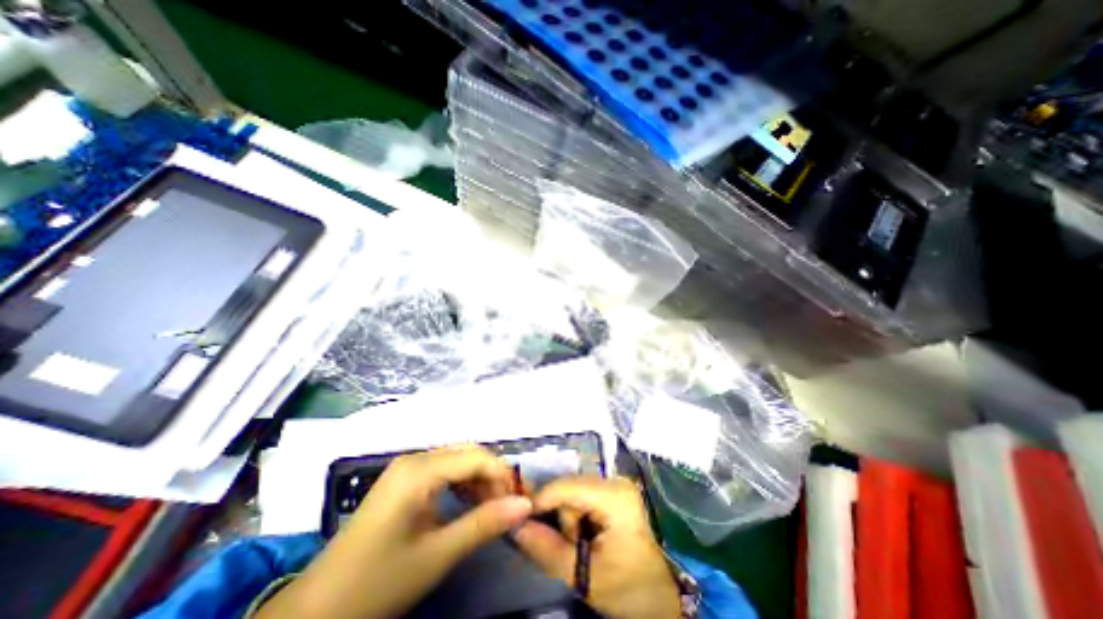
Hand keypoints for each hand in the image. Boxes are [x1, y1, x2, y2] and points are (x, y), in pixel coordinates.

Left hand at [259, 446, 533, 618]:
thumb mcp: (437, 555)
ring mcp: (406, 468)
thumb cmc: (378, 581)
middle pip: (467, 454)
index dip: (502, 474)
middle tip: (509, 503)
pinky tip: (470, 503)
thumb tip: (526, 504)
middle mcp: (414, 459)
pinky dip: (462, 484)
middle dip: (492, 475)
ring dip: (479, 480)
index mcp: (419, 470)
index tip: (521, 499)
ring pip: (456, 461)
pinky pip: (443, 471)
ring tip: (493, 506)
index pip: (475, 457)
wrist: (318, 611)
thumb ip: (484, 524)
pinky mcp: (403, 481)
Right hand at [510, 476, 681, 616]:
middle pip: (570, 488)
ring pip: (576, 492)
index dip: (539, 501)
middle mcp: (615, 480)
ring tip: (586, 546)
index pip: (564, 487)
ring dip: (572, 519)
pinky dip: (581, 515)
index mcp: (613, 495)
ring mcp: (619, 484)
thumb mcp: (586, 576)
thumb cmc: (632, 588)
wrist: (670, 597)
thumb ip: (548, 550)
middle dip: (564, 519)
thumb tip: (517, 527)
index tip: (523, 523)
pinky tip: (591, 536)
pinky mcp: (619, 492)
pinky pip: (587, 496)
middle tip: (574, 549)